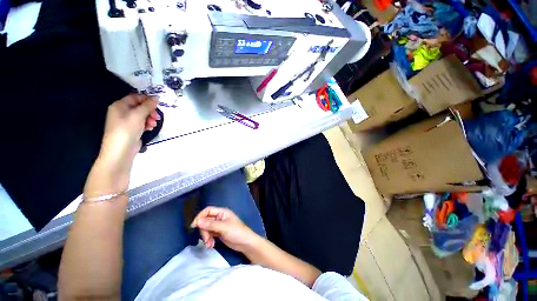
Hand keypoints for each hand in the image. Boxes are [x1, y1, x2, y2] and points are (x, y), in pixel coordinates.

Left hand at [99, 94, 158, 173]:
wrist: (121, 150)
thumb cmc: (127, 129)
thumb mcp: (138, 115)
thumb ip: (148, 105)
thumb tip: (156, 97)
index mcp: (119, 105)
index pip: (135, 97)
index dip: (147, 100)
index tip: (157, 105)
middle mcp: (122, 112)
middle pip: (139, 107)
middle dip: (150, 111)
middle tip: (157, 117)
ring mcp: (126, 121)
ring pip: (142, 115)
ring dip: (150, 118)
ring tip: (153, 125)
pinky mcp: (131, 129)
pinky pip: (141, 123)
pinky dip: (147, 124)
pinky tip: (150, 128)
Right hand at [191, 207, 259, 252]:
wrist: (245, 243)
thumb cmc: (237, 232)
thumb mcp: (224, 228)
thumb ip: (211, 224)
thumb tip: (198, 222)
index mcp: (222, 212)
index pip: (208, 210)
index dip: (200, 216)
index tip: (194, 226)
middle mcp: (219, 217)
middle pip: (205, 221)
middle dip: (204, 231)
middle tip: (206, 239)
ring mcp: (219, 225)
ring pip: (206, 228)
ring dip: (206, 237)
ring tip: (209, 244)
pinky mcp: (218, 233)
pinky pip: (209, 234)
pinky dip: (208, 240)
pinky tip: (211, 245)